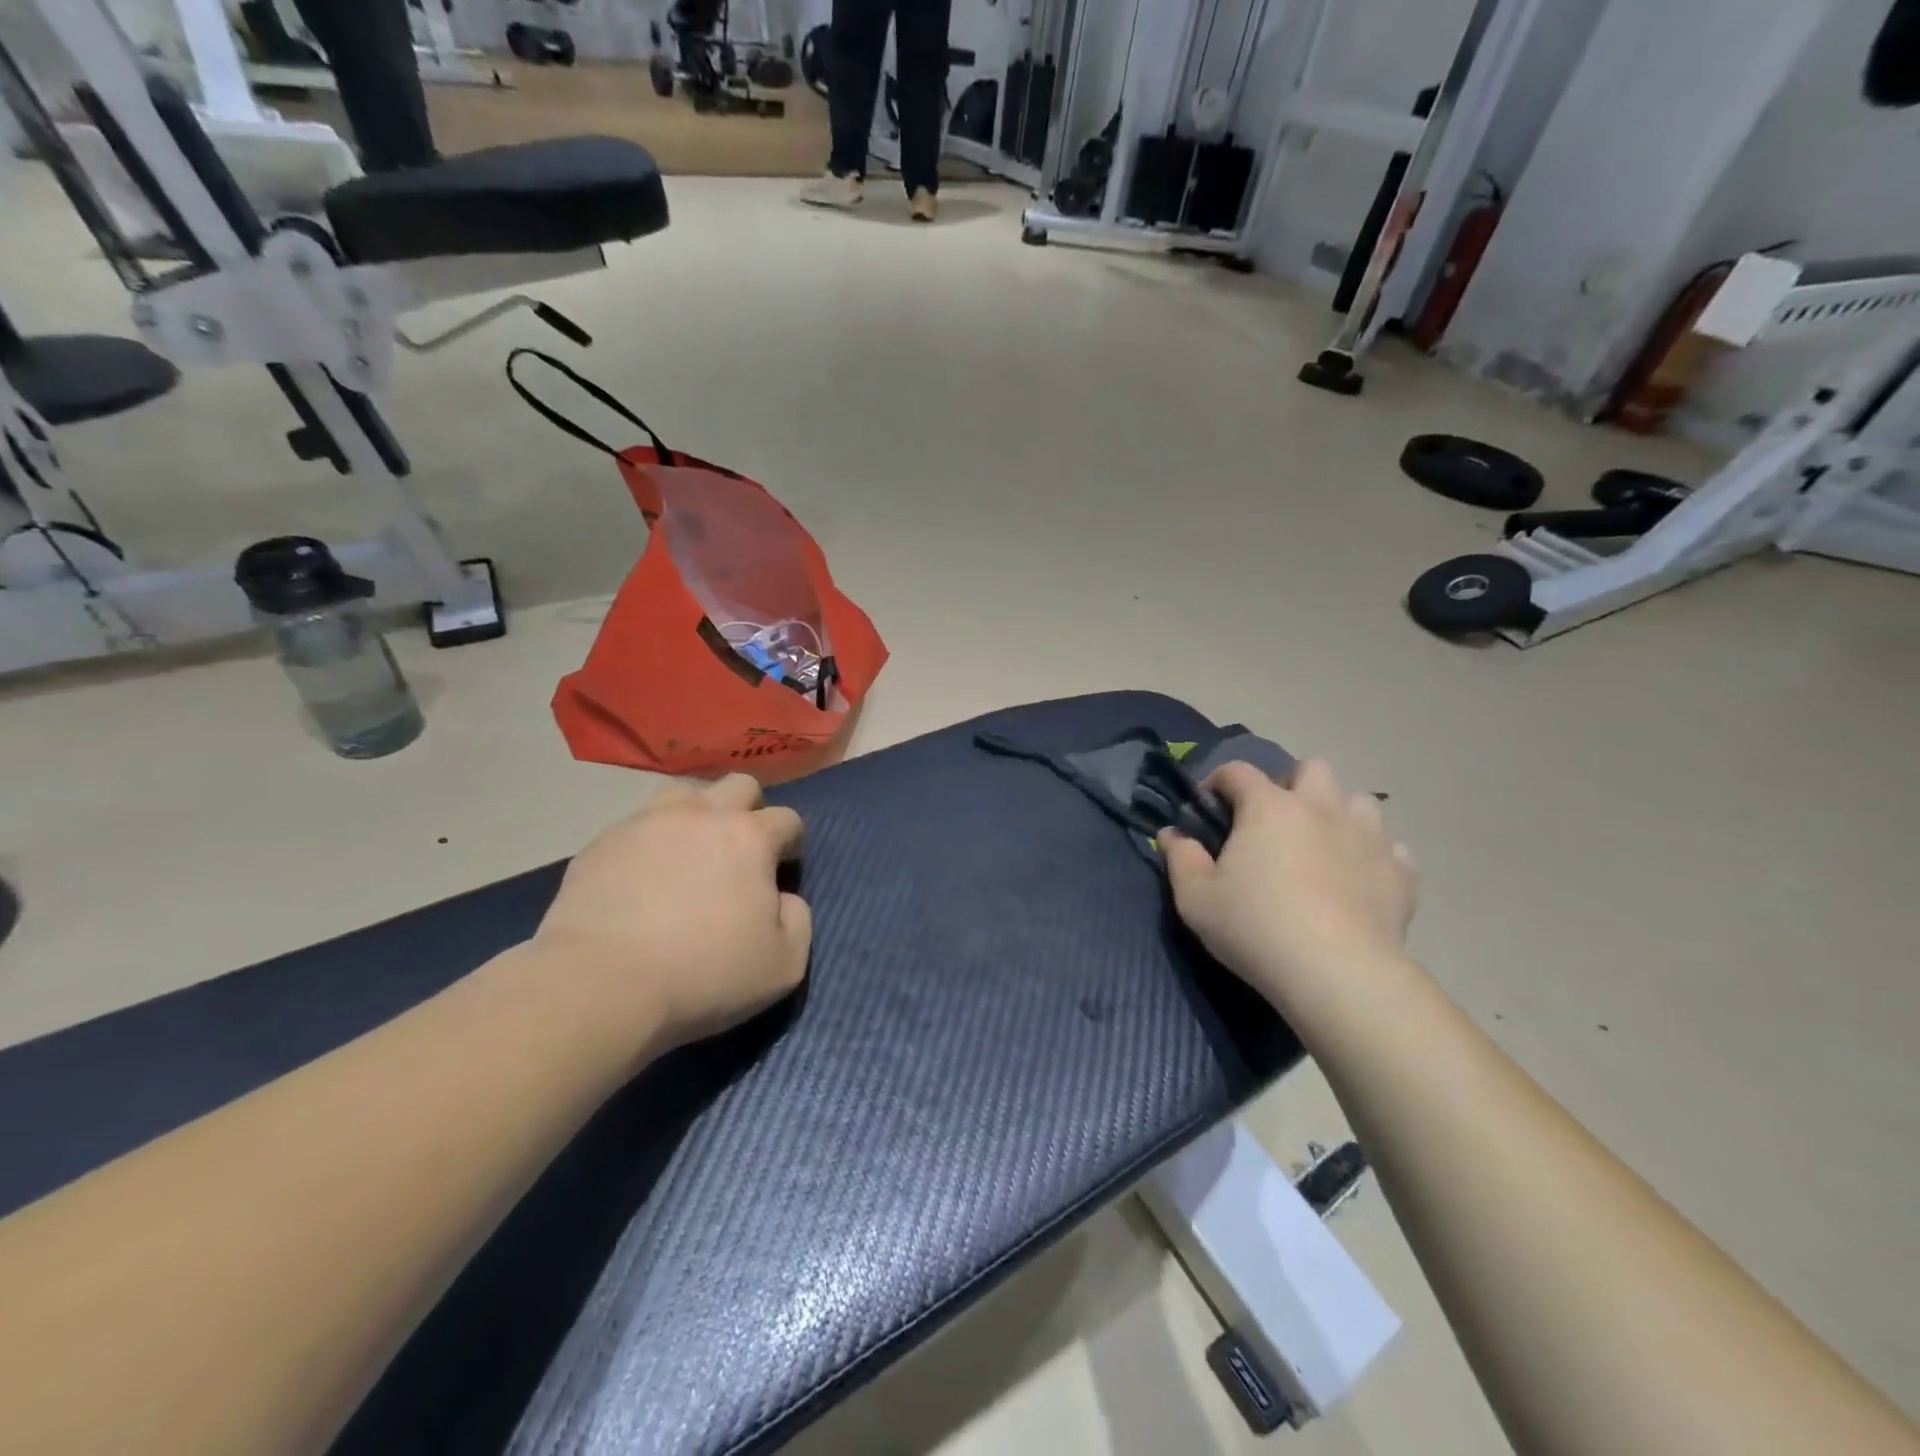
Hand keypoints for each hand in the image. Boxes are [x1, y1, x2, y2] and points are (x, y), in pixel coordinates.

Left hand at [534, 775, 811, 1053]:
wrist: (602, 984)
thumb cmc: (703, 973)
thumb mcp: (783, 964)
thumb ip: (798, 920)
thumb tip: (784, 899)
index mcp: (750, 837)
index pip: (787, 819)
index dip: (791, 843)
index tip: (782, 870)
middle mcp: (701, 814)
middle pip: (738, 785)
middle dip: (750, 810)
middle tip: (741, 850)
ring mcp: (647, 822)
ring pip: (684, 793)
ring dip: (698, 814)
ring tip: (691, 852)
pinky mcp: (603, 841)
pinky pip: (637, 825)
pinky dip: (651, 841)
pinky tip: (643, 876)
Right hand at [1162, 760, 1417, 1019]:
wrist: (1337, 972)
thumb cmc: (1255, 927)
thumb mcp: (1196, 898)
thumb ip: (1180, 859)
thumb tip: (1171, 833)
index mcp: (1269, 807)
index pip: (1239, 772)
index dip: (1219, 780)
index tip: (1209, 802)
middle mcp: (1321, 808)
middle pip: (1312, 769)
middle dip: (1291, 783)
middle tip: (1274, 819)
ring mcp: (1368, 837)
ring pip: (1358, 800)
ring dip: (1338, 812)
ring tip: (1321, 842)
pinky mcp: (1400, 872)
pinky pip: (1391, 848)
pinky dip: (1373, 854)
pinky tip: (1359, 876)